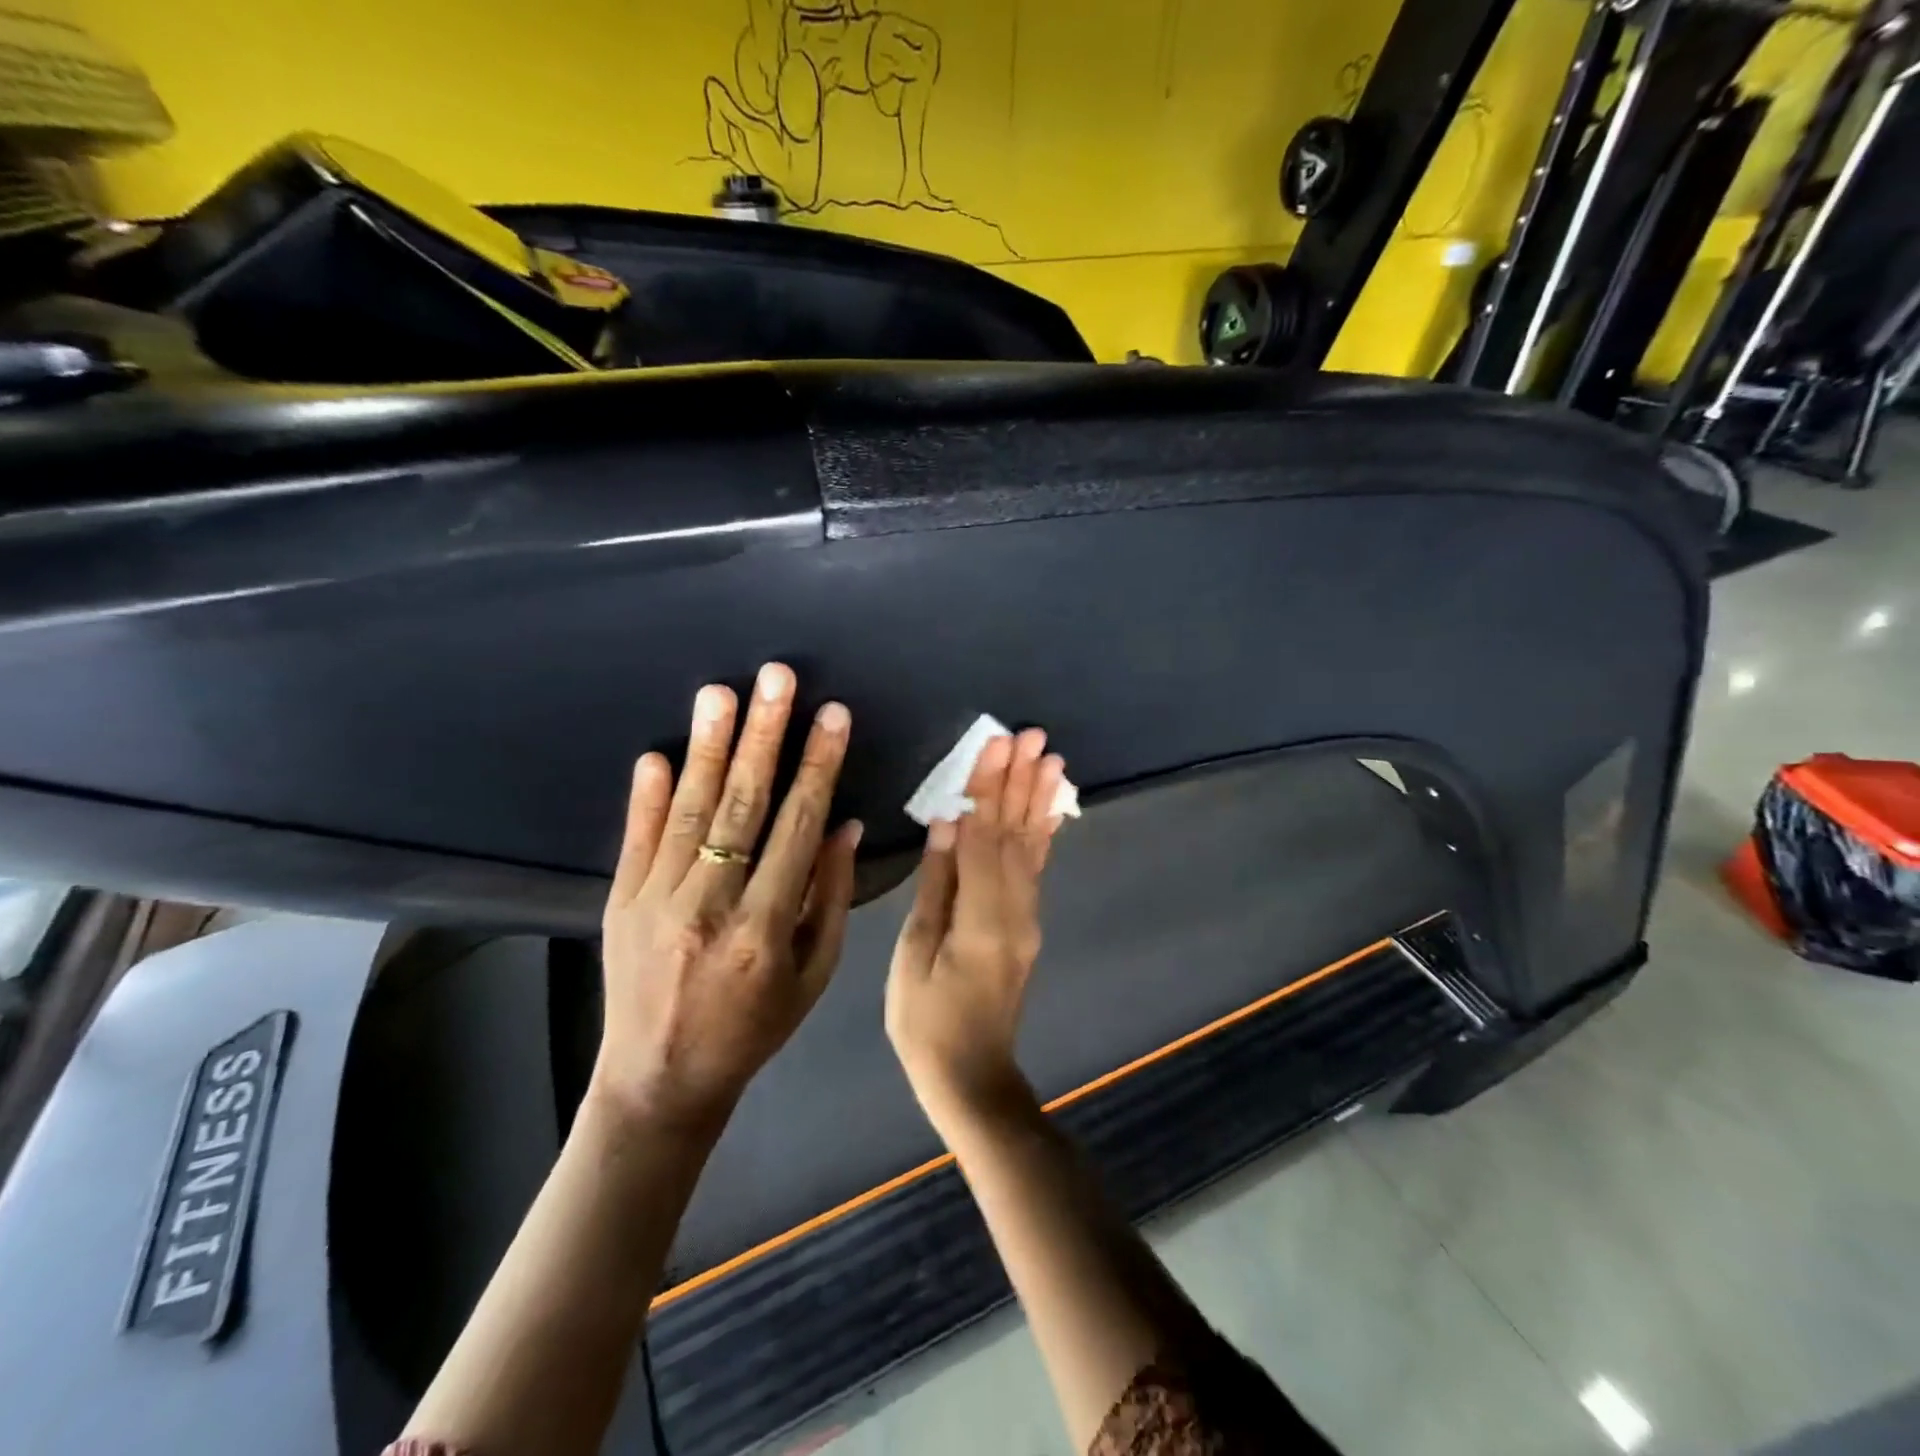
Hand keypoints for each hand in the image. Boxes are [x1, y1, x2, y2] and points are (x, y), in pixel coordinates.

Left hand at [595, 663, 860, 1133]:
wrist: (660, 1082)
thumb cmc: (753, 1029)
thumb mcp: (813, 976)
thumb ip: (830, 898)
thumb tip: (845, 825)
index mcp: (766, 929)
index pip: (797, 828)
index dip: (818, 767)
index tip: (833, 716)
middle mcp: (709, 907)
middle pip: (742, 805)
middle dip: (764, 735)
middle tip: (777, 678)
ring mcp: (655, 902)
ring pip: (688, 811)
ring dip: (707, 747)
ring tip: (720, 692)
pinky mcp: (619, 903)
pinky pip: (636, 839)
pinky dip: (646, 795)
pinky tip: (658, 753)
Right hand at [886, 729, 1068, 1125]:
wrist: (973, 1077)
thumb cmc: (927, 1022)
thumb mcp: (915, 956)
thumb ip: (936, 887)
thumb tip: (947, 825)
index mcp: (982, 919)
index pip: (985, 839)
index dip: (989, 790)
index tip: (994, 745)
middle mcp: (1016, 912)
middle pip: (1014, 835)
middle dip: (1019, 782)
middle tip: (1029, 735)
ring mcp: (1027, 919)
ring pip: (1032, 847)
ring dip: (1037, 799)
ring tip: (1048, 757)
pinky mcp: (1027, 925)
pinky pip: (1036, 869)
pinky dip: (1043, 832)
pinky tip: (1049, 806)